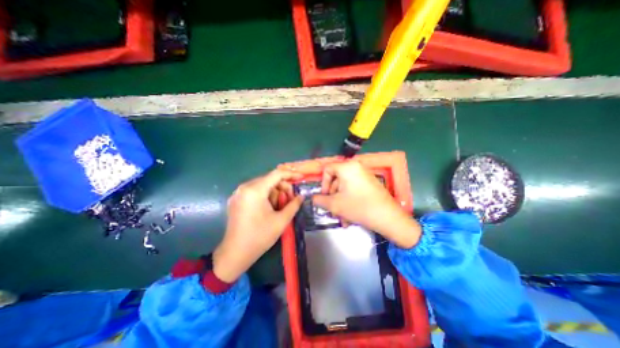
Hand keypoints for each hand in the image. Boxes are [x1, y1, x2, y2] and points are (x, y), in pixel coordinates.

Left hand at [212, 168, 303, 281]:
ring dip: (274, 193)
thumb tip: (301, 196)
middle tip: (290, 200)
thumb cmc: (259, 237)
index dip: (291, 174)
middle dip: (282, 188)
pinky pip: (255, 191)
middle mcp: (244, 187)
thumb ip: (293, 205)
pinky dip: (265, 196)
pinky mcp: (236, 199)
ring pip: (263, 185)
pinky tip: (268, 208)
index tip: (301, 178)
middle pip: (269, 179)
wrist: (235, 254)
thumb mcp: (281, 221)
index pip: (276, 174)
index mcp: (255, 190)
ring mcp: (238, 193)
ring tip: (278, 207)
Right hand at [315, 162, 421, 248]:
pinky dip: (349, 200)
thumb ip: (319, 200)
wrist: (388, 217)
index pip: (327, 169)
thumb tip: (313, 198)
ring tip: (342, 218)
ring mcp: (364, 175)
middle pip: (336, 179)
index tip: (324, 196)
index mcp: (347, 167)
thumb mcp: (334, 204)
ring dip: (340, 202)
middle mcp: (356, 167)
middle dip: (332, 196)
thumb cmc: (358, 207)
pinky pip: (354, 189)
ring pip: (345, 187)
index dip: (322, 183)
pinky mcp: (370, 183)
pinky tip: (350, 216)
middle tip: (331, 209)